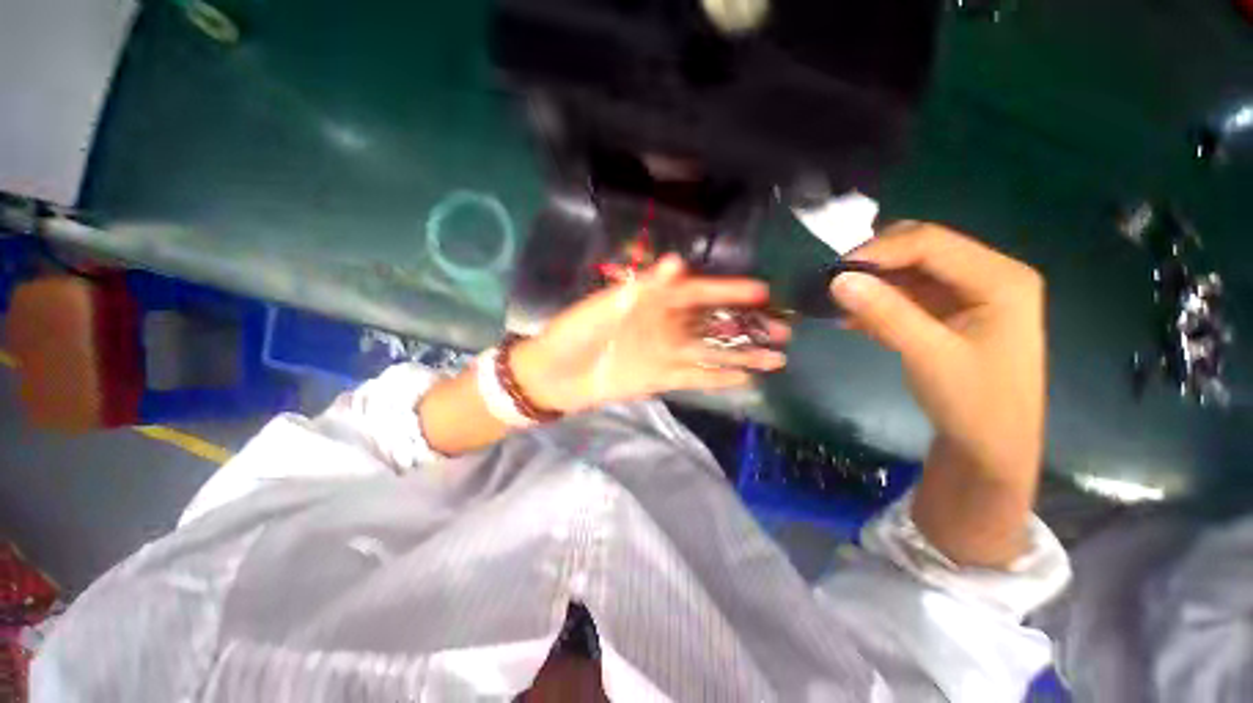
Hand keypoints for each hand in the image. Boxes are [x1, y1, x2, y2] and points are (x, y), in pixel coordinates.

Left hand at [513, 254, 789, 413]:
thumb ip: (643, 287)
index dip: (728, 291)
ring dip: (742, 354)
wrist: (554, 376)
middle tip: (783, 330)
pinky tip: (743, 379)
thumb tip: (680, 263)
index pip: (699, 293)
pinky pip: (695, 377)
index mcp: (653, 302)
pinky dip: (718, 378)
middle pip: (713, 323)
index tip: (762, 291)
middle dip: (747, 325)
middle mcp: (666, 326)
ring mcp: (665, 354)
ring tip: (776, 358)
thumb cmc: (574, 334)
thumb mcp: (605, 306)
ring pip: (711, 352)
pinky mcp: (661, 379)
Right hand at [831, 222, 1045, 565]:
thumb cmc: (977, 405)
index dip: (878, 249)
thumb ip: (885, 314)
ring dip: (868, 284)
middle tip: (827, 283)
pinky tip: (851, 317)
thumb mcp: (929, 356)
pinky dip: (875, 302)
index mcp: (1002, 279)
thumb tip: (838, 279)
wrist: (994, 451)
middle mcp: (987, 278)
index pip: (930, 242)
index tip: (833, 271)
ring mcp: (966, 297)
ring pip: (907, 273)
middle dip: (869, 263)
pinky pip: (905, 295)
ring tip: (832, 301)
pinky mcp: (948, 316)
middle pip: (918, 251)